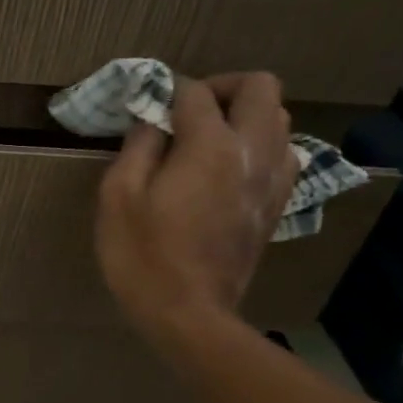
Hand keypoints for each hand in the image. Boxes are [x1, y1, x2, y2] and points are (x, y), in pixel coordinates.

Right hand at [95, 72, 298, 342]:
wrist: (189, 314)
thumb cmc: (142, 255)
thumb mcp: (118, 196)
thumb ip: (137, 146)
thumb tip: (152, 120)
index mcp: (209, 146)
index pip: (196, 92)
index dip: (168, 90)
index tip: (148, 106)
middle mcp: (252, 152)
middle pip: (260, 88)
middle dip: (223, 87)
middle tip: (188, 111)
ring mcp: (272, 180)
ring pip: (279, 119)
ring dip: (245, 116)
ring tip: (208, 139)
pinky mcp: (277, 205)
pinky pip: (283, 154)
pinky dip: (259, 146)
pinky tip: (228, 169)